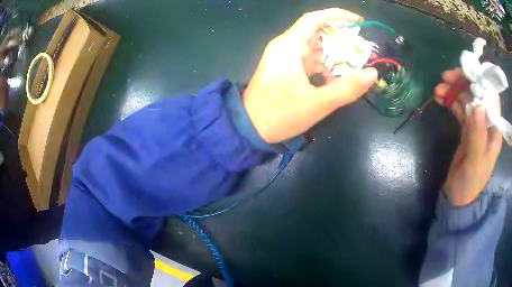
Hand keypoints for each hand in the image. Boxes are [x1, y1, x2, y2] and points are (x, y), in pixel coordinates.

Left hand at [243, 8, 377, 142]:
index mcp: (289, 46)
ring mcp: (283, 57)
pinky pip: (307, 59)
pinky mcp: (284, 68)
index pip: (314, 19)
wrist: (249, 128)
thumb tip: (372, 74)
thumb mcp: (317, 103)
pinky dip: (323, 65)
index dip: (337, 15)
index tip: (358, 21)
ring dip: (333, 54)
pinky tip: (334, 77)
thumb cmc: (279, 114)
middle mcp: (285, 46)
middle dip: (340, 38)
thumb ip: (346, 89)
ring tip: (353, 65)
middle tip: (361, 49)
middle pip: (316, 32)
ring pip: (313, 47)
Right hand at [434, 69, 502, 205]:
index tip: (465, 74)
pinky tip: (440, 98)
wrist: (458, 197)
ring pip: (466, 99)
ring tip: (438, 90)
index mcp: (494, 129)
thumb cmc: (471, 182)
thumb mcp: (476, 161)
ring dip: (453, 91)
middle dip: (462, 83)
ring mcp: (476, 125)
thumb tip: (478, 106)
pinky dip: (450, 101)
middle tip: (445, 79)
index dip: (480, 81)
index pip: (491, 96)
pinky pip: (459, 108)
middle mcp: (487, 122)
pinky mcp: (466, 128)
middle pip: (477, 93)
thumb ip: (479, 135)